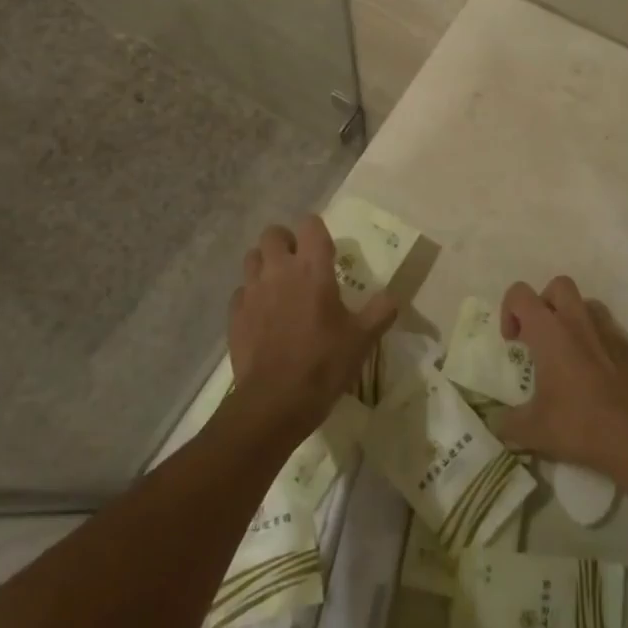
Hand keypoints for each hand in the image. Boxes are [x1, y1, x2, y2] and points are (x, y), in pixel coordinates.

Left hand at [228, 218, 396, 440]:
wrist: (274, 403)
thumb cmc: (323, 364)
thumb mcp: (363, 339)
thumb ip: (380, 311)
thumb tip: (392, 296)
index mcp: (312, 268)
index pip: (310, 224)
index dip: (317, 232)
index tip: (327, 252)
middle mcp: (279, 270)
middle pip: (273, 234)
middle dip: (286, 242)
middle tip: (300, 265)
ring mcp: (252, 291)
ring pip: (252, 258)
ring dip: (265, 264)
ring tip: (280, 286)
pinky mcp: (235, 315)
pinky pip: (241, 291)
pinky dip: (251, 296)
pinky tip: (263, 316)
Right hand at [493, 276, 627, 481]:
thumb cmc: (581, 424)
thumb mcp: (534, 431)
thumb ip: (508, 424)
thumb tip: (496, 424)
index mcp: (549, 331)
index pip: (520, 294)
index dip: (509, 310)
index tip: (513, 342)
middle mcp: (578, 321)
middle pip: (558, 286)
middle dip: (544, 304)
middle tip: (540, 338)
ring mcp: (609, 331)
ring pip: (586, 305)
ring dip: (572, 319)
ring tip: (568, 354)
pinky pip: (608, 330)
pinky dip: (596, 342)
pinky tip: (595, 375)